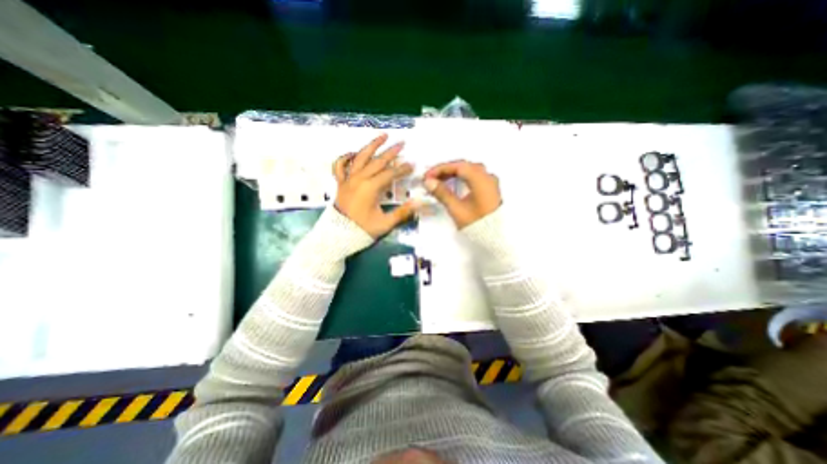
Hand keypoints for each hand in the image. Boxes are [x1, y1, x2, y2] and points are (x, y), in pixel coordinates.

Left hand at [331, 132, 416, 236]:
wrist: (339, 235)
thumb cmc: (363, 230)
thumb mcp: (385, 223)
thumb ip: (403, 212)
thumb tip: (419, 202)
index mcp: (370, 188)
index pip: (390, 173)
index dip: (402, 169)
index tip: (412, 165)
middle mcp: (359, 179)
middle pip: (377, 161)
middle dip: (391, 152)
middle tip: (402, 143)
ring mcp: (348, 179)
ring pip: (360, 157)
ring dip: (372, 145)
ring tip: (382, 136)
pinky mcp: (340, 183)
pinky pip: (339, 165)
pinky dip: (346, 157)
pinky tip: (354, 153)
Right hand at [422, 161, 500, 230]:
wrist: (495, 238)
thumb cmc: (477, 224)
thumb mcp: (457, 209)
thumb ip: (442, 193)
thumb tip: (429, 182)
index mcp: (481, 179)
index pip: (458, 166)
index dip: (441, 169)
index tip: (428, 176)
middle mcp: (488, 177)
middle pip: (464, 166)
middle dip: (446, 170)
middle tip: (432, 178)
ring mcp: (491, 183)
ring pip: (470, 171)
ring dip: (454, 173)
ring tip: (441, 181)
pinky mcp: (491, 190)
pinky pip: (475, 177)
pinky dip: (463, 178)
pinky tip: (455, 184)